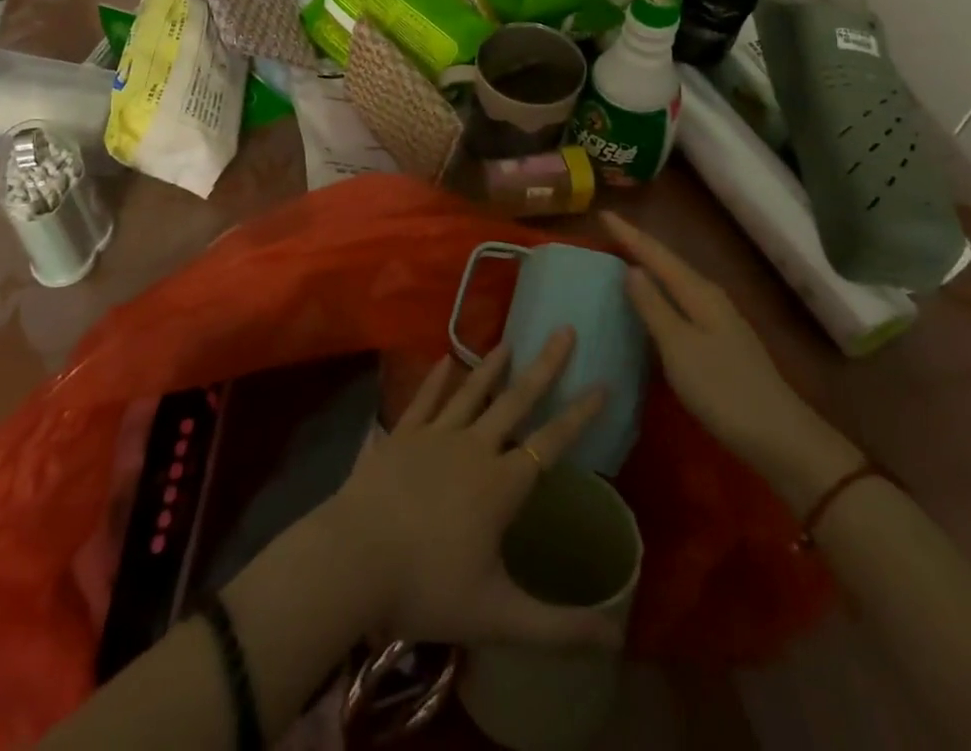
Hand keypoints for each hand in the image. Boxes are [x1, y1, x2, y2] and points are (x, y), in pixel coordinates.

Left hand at [318, 331, 618, 649]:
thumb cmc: (427, 588)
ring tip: (510, 339)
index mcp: (501, 485)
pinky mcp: (401, 434)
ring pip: (472, 392)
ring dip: (493, 365)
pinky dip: (437, 378)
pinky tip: (446, 358)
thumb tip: (617, 639)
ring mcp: (434, 435)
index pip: (552, 442)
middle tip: (564, 330)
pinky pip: (425, 399)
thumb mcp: (499, 618)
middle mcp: (473, 447)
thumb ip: (559, 628)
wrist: (353, 559)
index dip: (580, 414)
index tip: (604, 382)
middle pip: (516, 400)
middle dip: (544, 366)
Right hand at [604, 212, 861, 512]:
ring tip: (625, 256)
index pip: (657, 255)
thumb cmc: (722, 389)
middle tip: (610, 230)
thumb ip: (653, 306)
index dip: (629, 235)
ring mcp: (719, 318)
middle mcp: (710, 297)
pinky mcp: (720, 339)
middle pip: (668, 262)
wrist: (779, 436)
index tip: (603, 214)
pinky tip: (654, 300)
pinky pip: (682, 299)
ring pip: (677, 280)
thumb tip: (631, 268)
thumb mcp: (678, 347)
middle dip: (640, 244)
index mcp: (699, 292)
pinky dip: (662, 290)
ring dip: (651, 266)